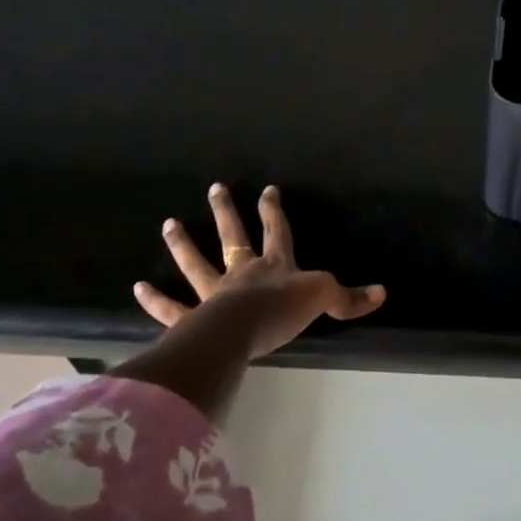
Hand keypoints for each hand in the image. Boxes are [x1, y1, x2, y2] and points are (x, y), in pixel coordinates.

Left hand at [132, 183, 385, 360]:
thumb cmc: (282, 311)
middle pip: (233, 236)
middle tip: (214, 188)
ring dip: (183, 245)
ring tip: (169, 224)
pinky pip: (172, 309)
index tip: (267, 189)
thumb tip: (382, 293)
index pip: (277, 231)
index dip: (273, 210)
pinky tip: (139, 287)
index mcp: (274, 265)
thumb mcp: (324, 299)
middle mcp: (242, 273)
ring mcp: (215, 294)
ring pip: (197, 264)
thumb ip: (349, 298)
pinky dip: (156, 300)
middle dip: (226, 212)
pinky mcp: (194, 319)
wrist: (241, 333)